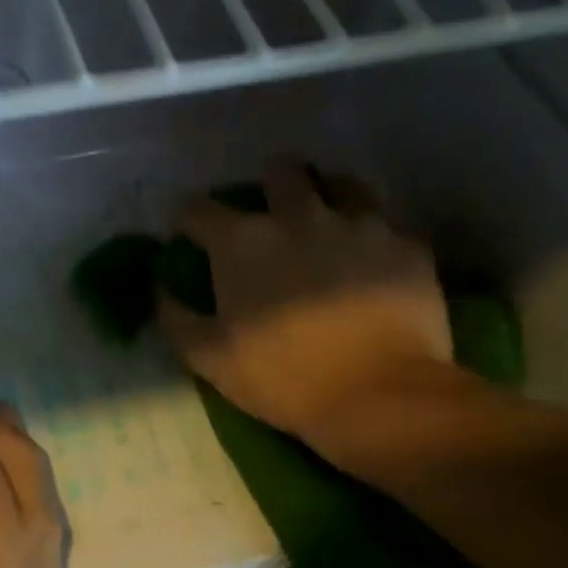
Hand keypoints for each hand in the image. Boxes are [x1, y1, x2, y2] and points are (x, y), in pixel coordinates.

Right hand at [157, 159, 456, 445]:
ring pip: (342, 183)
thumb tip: (161, 291)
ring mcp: (359, 224)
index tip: (190, 235)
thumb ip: (177, 319)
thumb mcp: (210, 360)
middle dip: (270, 182)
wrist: (379, 396)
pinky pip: (387, 224)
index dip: (189, 219)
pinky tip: (373, 258)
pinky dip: (374, 235)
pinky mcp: (406, 244)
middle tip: (272, 210)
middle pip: (281, 171)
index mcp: (244, 242)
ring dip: (328, 195)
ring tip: (328, 220)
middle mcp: (299, 217)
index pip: (199, 208)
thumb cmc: (284, 378)